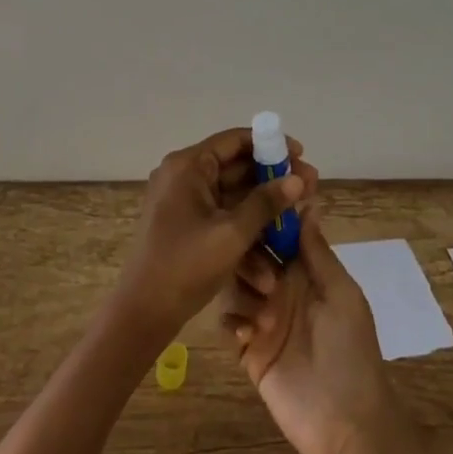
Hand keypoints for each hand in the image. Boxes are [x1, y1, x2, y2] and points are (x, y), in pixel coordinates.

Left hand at [111, 128, 314, 348]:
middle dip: (273, 181)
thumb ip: (266, 203)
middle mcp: (184, 176)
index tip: (300, 154)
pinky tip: (274, 254)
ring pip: (233, 197)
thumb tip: (298, 178)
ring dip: (264, 211)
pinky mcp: (187, 226)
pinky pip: (222, 217)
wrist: (143, 312)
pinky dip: (245, 230)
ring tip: (300, 220)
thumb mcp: (232, 234)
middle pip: (236, 168)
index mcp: (188, 166)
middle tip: (309, 188)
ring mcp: (184, 201)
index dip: (269, 144)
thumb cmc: (185, 265)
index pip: (234, 141)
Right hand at [218, 212, 404, 453]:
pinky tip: (248, 336)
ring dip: (244, 291)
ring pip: (235, 283)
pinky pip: (229, 321)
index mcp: (307, 271)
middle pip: (251, 253)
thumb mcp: (342, 296)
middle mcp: (282, 287)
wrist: (347, 425)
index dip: (268, 216)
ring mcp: (264, 317)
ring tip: (263, 318)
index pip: (280, 233)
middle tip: (266, 281)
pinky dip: (233, 322)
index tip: (253, 200)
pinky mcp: (249, 348)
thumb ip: (318, 253)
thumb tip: (306, 203)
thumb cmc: (351, 352)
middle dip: (251, 257)